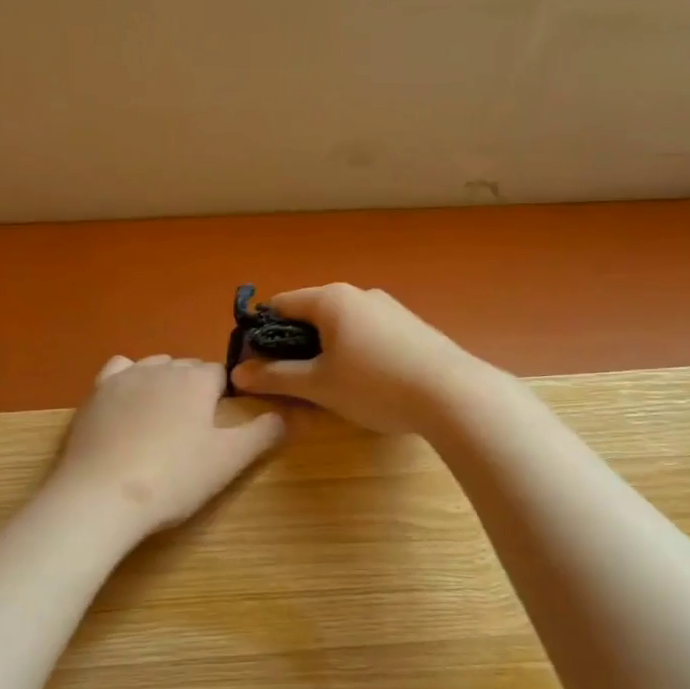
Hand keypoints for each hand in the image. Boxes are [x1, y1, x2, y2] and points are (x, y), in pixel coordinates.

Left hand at [52, 355, 285, 532]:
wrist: (102, 496)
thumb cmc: (174, 478)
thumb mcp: (229, 460)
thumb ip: (263, 433)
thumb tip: (288, 414)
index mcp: (197, 379)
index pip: (220, 373)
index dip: (224, 397)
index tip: (219, 427)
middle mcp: (162, 367)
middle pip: (187, 368)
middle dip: (194, 390)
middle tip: (194, 432)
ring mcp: (124, 377)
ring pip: (154, 367)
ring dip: (163, 384)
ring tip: (162, 422)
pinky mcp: (95, 393)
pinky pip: (119, 371)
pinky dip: (128, 381)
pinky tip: (128, 405)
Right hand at [229, 284, 490, 433]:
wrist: (452, 394)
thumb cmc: (375, 384)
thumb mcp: (319, 385)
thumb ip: (276, 376)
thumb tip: (238, 372)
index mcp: (331, 299)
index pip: (281, 304)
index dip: (261, 334)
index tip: (255, 365)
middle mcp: (359, 294)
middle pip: (311, 315)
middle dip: (293, 346)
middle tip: (287, 382)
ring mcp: (389, 309)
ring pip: (340, 326)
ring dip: (323, 352)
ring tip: (325, 387)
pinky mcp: (410, 327)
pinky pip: (366, 335)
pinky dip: (352, 353)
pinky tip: (363, 383)